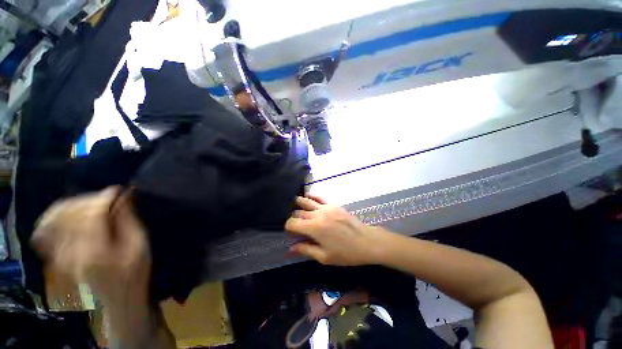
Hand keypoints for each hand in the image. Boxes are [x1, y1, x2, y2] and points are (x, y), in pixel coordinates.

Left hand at [32, 187, 150, 305]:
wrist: (116, 300)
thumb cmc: (133, 274)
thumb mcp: (139, 247)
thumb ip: (128, 220)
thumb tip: (123, 196)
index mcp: (94, 252)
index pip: (92, 214)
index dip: (106, 197)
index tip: (120, 190)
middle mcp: (69, 252)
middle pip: (71, 213)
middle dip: (91, 199)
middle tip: (109, 199)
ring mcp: (57, 255)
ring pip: (55, 217)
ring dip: (74, 205)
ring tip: (92, 204)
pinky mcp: (54, 256)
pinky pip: (44, 230)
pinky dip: (55, 216)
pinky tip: (69, 214)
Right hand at [285, 195, 393, 265]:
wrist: (367, 241)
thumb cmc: (346, 253)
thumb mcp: (325, 257)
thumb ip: (306, 250)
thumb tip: (291, 247)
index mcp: (314, 228)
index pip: (292, 223)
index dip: (287, 227)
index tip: (288, 232)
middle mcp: (318, 214)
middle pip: (298, 212)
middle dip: (292, 217)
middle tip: (292, 223)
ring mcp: (326, 207)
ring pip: (306, 201)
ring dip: (298, 203)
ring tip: (293, 206)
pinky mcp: (333, 204)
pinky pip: (319, 197)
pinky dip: (311, 196)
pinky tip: (307, 197)